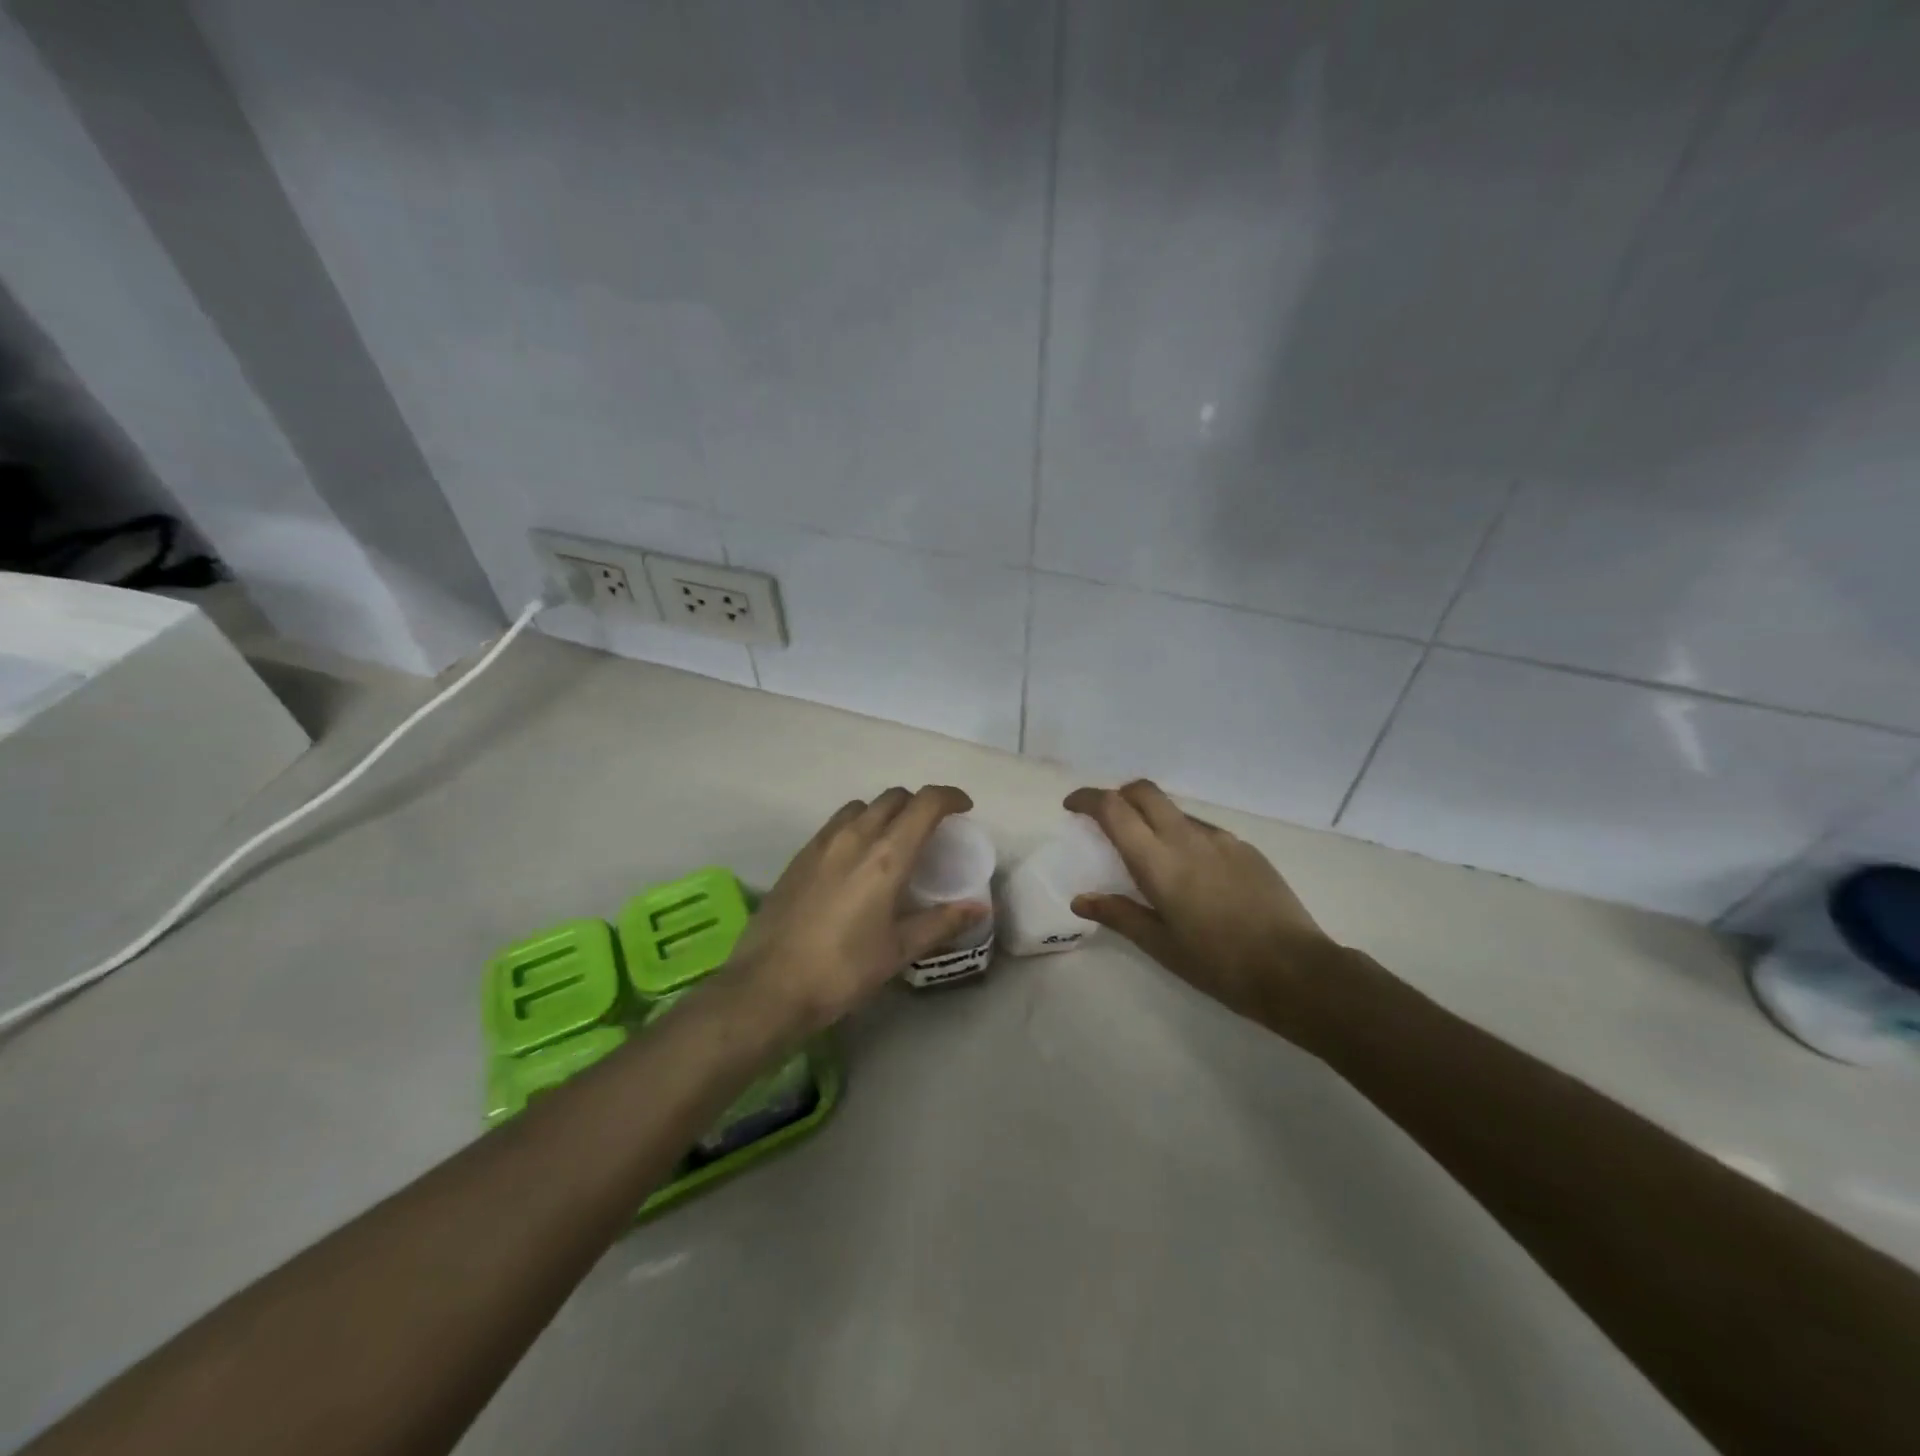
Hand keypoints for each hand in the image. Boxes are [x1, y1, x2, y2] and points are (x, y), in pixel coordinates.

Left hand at [726, 786, 988, 1032]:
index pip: (925, 804)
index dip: (950, 797)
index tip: (964, 808)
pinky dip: (858, 826)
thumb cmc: (842, 970)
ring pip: (862, 807)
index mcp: (886, 856)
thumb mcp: (898, 950)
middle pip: (894, 797)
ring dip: (886, 812)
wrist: (767, 987)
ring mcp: (822, 843)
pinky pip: (837, 823)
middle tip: (933, 830)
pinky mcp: (800, 856)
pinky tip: (857, 860)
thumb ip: (941, 922)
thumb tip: (979, 908)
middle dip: (919, 804)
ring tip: (894, 841)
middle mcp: (854, 837)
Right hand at [1064, 780, 1351, 1047]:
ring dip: (1151, 817)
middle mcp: (1187, 838)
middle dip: (1118, 796)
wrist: (1296, 971)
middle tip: (1106, 821)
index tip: (1072, 807)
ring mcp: (1221, 839)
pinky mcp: (1245, 848)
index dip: (1087, 799)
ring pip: (1175, 810)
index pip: (1113, 809)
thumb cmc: (1218, 964)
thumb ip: (1119, 915)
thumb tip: (1080, 899)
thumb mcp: (1161, 945)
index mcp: (1159, 861)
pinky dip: (1182, 835)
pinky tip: (1191, 872)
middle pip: (1144, 792)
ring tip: (1150, 854)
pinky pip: (1202, 829)